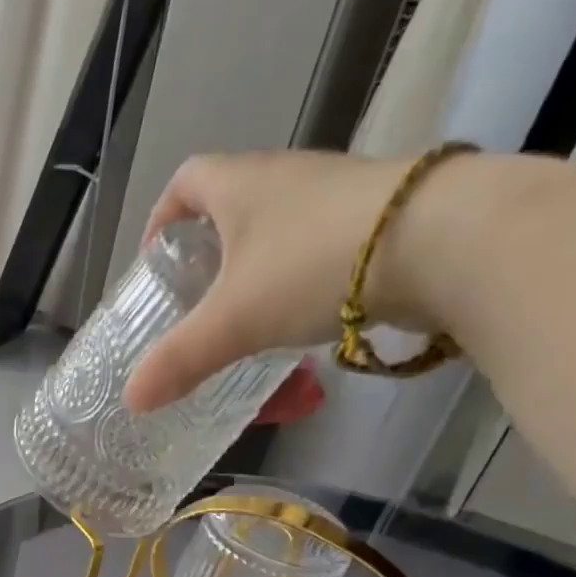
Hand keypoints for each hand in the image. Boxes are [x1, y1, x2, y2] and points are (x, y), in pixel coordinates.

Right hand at [123, 150, 409, 412]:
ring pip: (280, 226)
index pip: (186, 181)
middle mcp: (287, 177)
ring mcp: (337, 193)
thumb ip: (181, 360)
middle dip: (208, 250)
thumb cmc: (313, 267)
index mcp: (241, 184)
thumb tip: (132, 400)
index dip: (162, 218)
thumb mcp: (233, 321)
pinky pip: (321, 243)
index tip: (156, 261)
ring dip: (258, 265)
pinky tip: (305, 314)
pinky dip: (302, 275)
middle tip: (197, 300)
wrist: (443, 241)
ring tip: (248, 315)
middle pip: (232, 203)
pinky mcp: (378, 218)